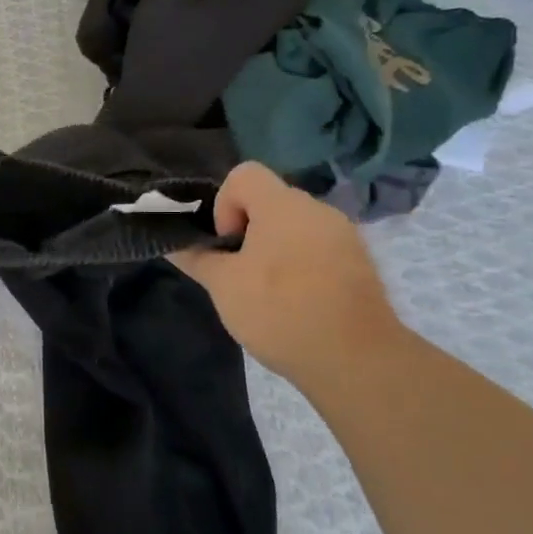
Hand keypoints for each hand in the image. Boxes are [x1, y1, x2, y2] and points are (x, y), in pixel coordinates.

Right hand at [174, 162, 404, 386]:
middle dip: (246, 232)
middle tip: (238, 274)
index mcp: (283, 205)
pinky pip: (318, 250)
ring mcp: (344, 236)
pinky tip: (296, 304)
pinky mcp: (359, 264)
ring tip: (266, 294)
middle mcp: (317, 209)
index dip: (224, 205)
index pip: (243, 174)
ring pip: (294, 228)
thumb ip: (197, 258)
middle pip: (269, 202)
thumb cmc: (280, 310)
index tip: (226, 245)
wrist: (355, 359)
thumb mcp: (223, 286)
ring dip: (273, 251)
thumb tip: (172, 243)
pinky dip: (300, 267)